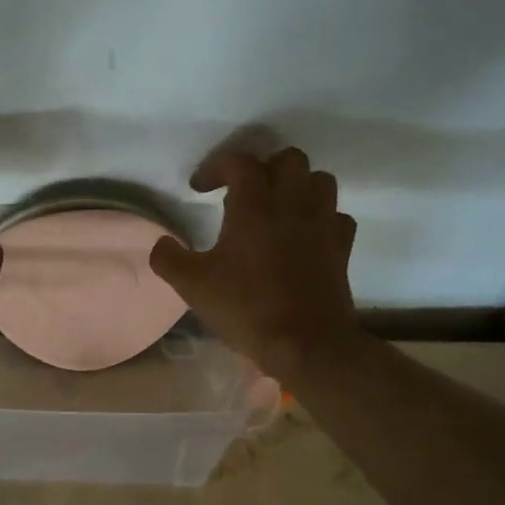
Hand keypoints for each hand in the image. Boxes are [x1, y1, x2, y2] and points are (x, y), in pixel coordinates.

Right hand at [148, 147, 360, 383]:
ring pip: (320, 180)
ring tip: (277, 207)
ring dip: (297, 185)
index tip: (199, 189)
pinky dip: (321, 217)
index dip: (216, 167)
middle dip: (263, 167)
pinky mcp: (342, 248)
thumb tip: (162, 244)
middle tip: (243, 192)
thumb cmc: (247, 308)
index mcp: (254, 207)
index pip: (240, 162)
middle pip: (288, 159)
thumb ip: (168, 258)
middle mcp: (292, 205)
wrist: (307, 345)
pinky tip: (304, 234)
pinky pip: (337, 216)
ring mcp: (323, 225)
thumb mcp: (192, 286)